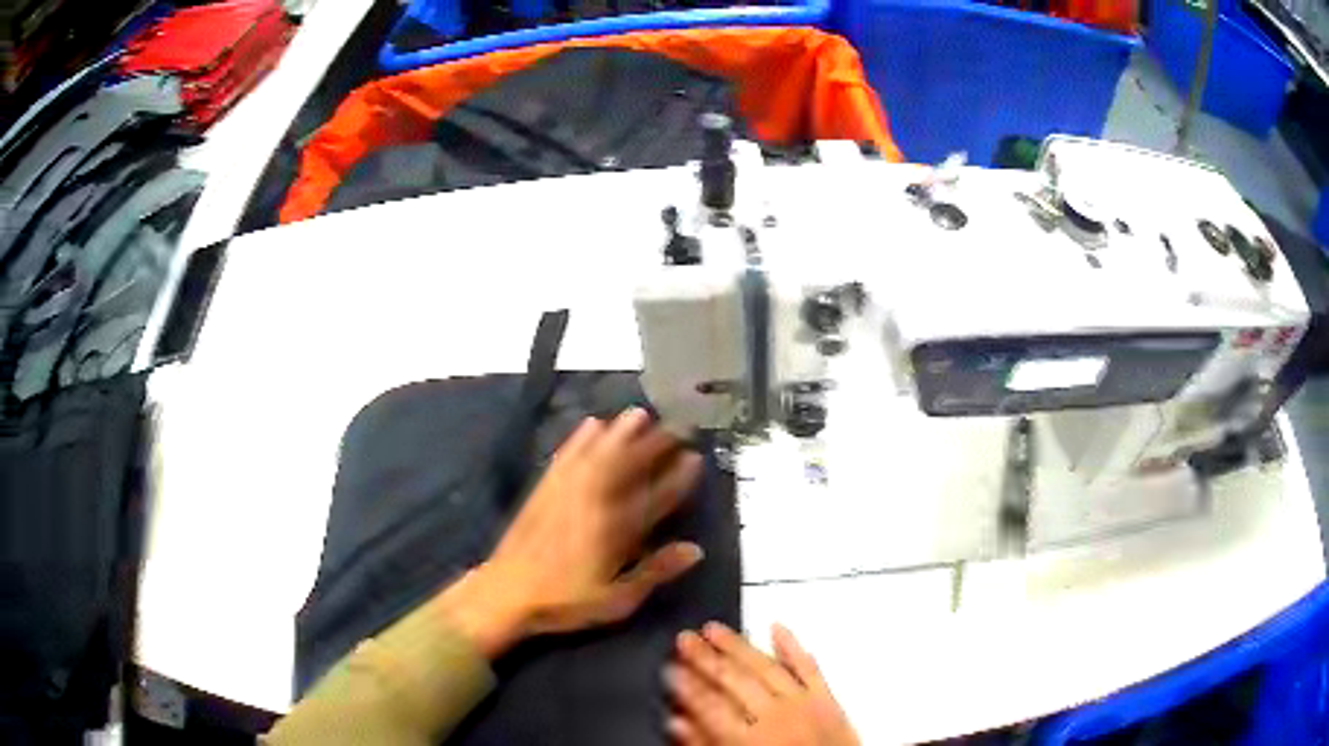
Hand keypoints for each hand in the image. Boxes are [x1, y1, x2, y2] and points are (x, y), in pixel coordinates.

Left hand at [438, 408, 704, 658]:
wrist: (507, 592)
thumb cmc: (565, 601)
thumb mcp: (617, 599)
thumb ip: (655, 572)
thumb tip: (695, 549)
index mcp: (616, 530)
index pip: (655, 497)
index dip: (678, 477)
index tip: (695, 458)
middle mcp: (595, 502)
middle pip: (630, 466)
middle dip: (655, 444)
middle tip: (677, 426)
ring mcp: (567, 491)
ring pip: (599, 453)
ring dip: (621, 432)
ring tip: (639, 414)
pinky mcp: (545, 488)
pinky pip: (567, 456)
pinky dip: (580, 438)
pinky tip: (592, 423)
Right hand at [665, 623, 858, 745]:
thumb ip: (705, 744)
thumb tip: (676, 721)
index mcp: (749, 740)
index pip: (709, 706)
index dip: (687, 685)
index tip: (670, 666)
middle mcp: (774, 716)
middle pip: (733, 681)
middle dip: (705, 658)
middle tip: (684, 638)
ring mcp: (803, 703)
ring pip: (766, 667)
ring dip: (738, 646)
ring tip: (715, 628)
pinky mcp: (827, 699)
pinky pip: (809, 667)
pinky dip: (793, 646)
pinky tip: (777, 627)